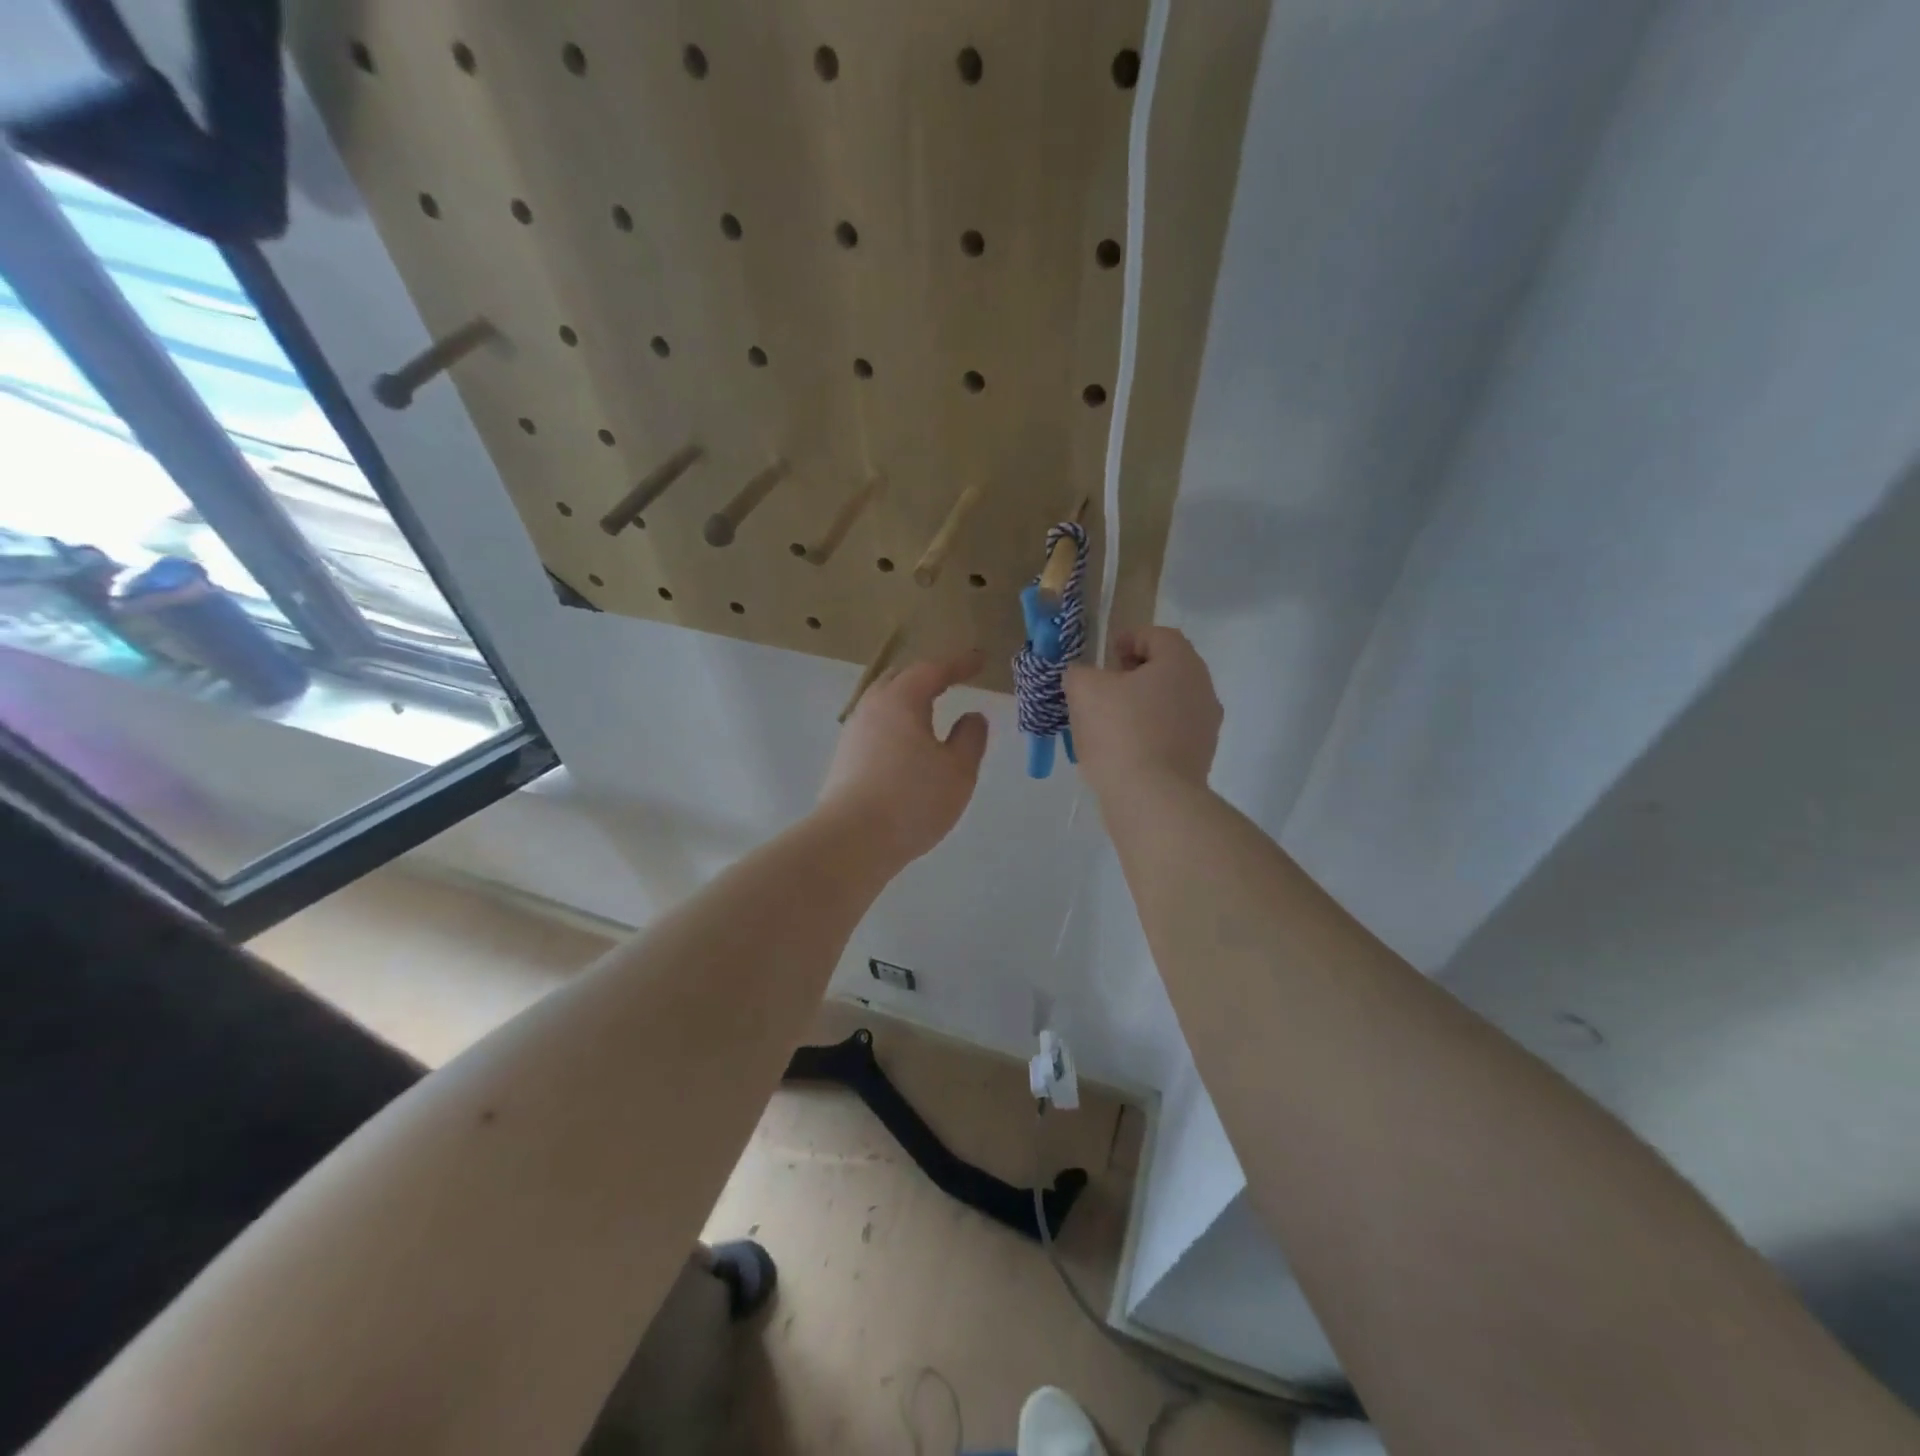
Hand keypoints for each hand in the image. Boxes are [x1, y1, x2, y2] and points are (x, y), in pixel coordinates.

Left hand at [818, 650, 989, 862]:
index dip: (959, 664)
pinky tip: (907, 744)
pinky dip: (896, 724)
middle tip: (951, 679)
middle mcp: (872, 708)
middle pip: (900, 679)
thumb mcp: (958, 770)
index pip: (933, 669)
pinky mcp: (845, 759)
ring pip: (883, 703)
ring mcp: (854, 733)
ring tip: (931, 710)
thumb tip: (972, 716)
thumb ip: (970, 738)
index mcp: (901, 700)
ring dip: (908, 700)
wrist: (852, 840)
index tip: (979, 660)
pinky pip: (876, 727)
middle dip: (928, 676)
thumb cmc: (912, 799)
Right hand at [1064, 627, 1221, 789]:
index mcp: (1181, 663)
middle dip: (1134, 674)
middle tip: (1104, 686)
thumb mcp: (1084, 691)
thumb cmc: (1121, 733)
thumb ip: (1079, 673)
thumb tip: (1082, 676)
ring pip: (1169, 704)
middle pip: (1167, 670)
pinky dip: (1148, 734)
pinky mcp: (1200, 759)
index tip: (1105, 655)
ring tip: (1108, 721)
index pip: (1158, 636)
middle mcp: (1202, 689)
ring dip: (1141, 705)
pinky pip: (1171, 734)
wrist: (1153, 799)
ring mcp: (1206, 727)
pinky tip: (1122, 751)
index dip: (1129, 638)